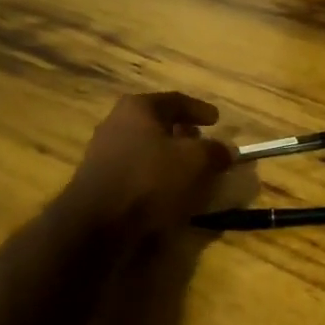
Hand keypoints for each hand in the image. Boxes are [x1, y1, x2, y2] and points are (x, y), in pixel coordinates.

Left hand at [61, 92, 235, 239]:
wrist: (97, 223)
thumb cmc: (149, 180)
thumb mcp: (194, 161)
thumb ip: (214, 151)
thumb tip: (227, 150)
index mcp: (138, 108)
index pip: (176, 100)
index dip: (200, 109)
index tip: (217, 120)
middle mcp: (115, 123)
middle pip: (157, 123)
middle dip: (182, 134)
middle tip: (202, 145)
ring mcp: (103, 152)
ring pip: (145, 148)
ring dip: (168, 158)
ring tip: (189, 172)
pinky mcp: (99, 181)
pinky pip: (135, 171)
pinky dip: (154, 176)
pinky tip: (168, 192)